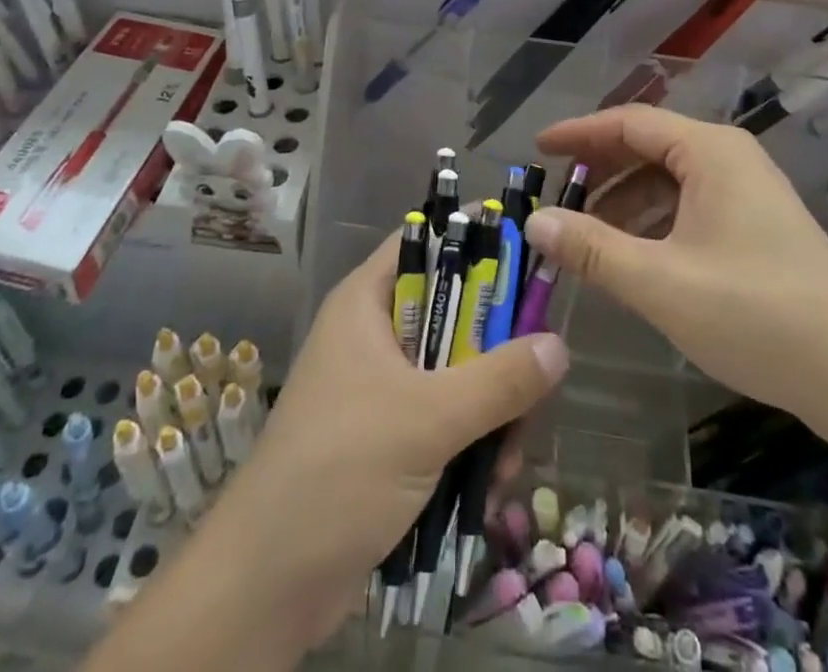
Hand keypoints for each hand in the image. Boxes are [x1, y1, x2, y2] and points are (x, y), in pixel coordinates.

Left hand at [198, 231, 568, 648]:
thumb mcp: (428, 418)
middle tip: (531, 384)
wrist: (267, 583)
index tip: (528, 261)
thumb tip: (560, 344)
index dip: (474, 244)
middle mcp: (373, 334)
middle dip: (496, 352)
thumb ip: (499, 380)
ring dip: (491, 409)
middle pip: (452, 313)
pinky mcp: (387, 438)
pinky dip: (471, 442)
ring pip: (455, 371)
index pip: (425, 244)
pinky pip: (444, 418)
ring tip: (508, 456)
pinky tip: (490, 484)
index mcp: (366, 302)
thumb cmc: (341, 470)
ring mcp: (379, 388)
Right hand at [526, 104, 827, 421]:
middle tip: (556, 195)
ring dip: (623, 202)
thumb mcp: (661, 282)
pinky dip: (652, 223)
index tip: (537, 150)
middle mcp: (729, 159)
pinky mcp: (756, 227)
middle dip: (600, 169)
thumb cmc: (756, 314)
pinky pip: (689, 208)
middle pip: (649, 147)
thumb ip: (593, 249)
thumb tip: (535, 222)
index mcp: (709, 152)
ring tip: (585, 235)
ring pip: (668, 181)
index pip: (629, 123)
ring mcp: (747, 193)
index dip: (579, 134)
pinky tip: (632, 257)